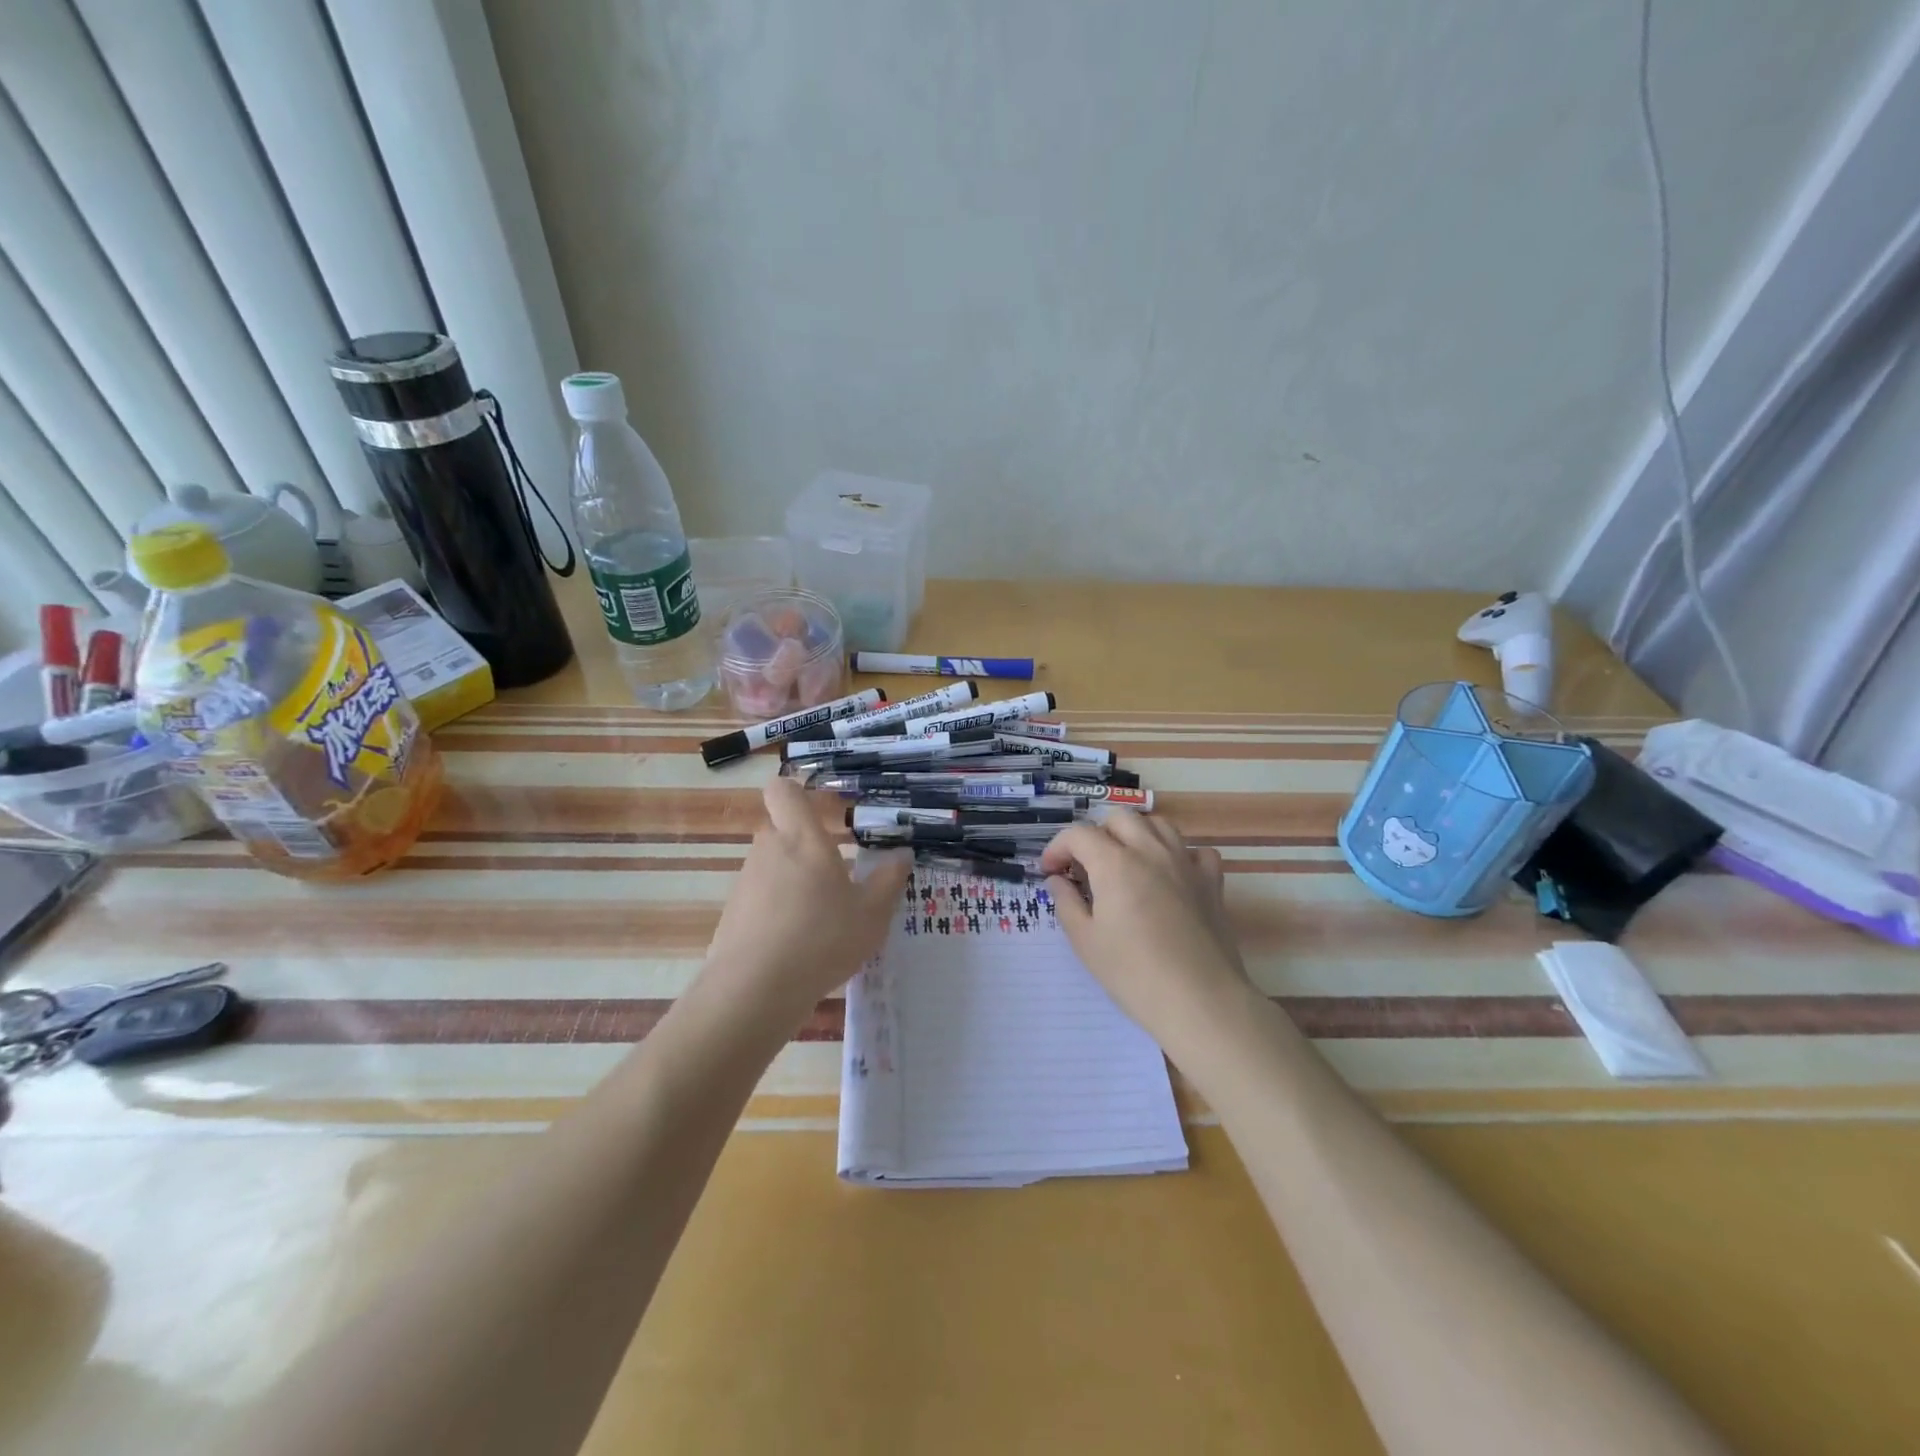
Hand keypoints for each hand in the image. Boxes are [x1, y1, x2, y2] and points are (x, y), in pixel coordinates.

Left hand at [701, 777, 911, 1025]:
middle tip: (838, 870)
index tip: (824, 808)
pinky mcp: (733, 913)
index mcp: (803, 838)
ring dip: (794, 878)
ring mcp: (746, 881)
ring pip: (772, 864)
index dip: (798, 791)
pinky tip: (797, 942)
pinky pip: (760, 897)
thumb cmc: (822, 938)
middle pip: (782, 829)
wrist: (754, 990)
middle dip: (807, 844)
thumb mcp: (871, 914)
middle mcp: (769, 849)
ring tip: (822, 914)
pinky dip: (778, 909)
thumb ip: (889, 880)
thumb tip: (902, 854)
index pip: (784, 789)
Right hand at [1039, 811, 1252, 1042]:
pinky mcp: (1212, 882)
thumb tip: (1057, 880)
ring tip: (1126, 863)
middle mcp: (1151, 851)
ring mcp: (1185, 863)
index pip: (1078, 834)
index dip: (1057, 848)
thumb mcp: (1085, 942)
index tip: (1050, 872)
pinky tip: (1171, 876)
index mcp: (1115, 863)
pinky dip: (1179, 855)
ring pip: (1158, 825)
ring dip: (1136, 835)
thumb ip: (1067, 903)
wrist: (1200, 1001)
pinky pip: (1196, 851)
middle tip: (1086, 867)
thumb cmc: (1134, 974)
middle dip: (1096, 835)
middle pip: (1119, 818)